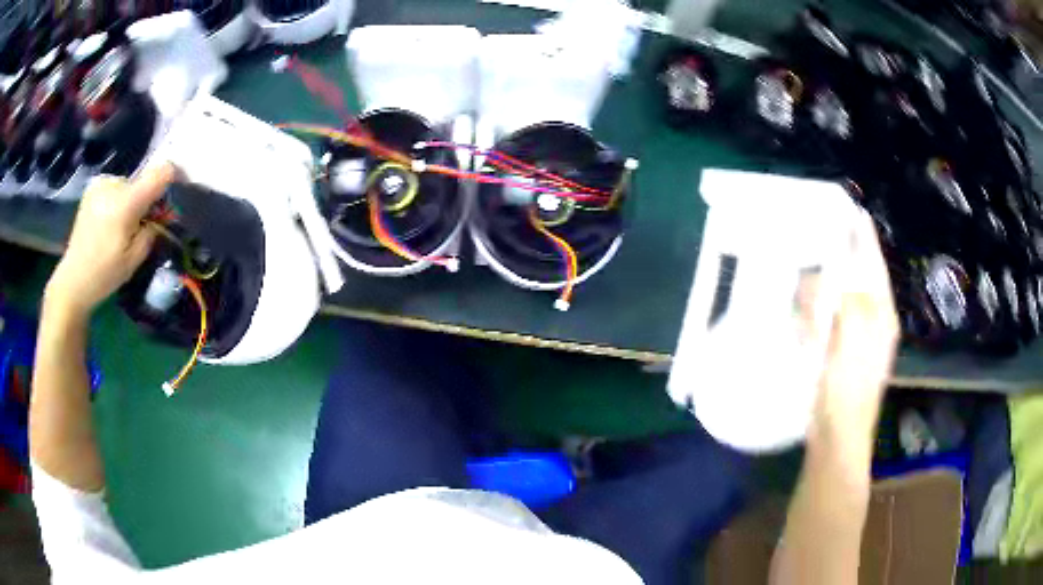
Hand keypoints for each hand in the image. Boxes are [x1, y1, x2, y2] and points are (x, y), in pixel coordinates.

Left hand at [45, 164, 176, 319]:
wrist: (73, 279)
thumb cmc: (104, 274)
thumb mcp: (135, 259)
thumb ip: (152, 229)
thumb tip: (161, 214)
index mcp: (125, 202)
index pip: (160, 172)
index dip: (174, 176)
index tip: (180, 186)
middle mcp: (113, 185)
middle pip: (142, 182)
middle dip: (146, 200)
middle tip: (140, 226)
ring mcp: (101, 185)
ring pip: (128, 186)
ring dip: (131, 201)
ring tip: (120, 227)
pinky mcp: (93, 189)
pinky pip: (115, 188)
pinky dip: (118, 201)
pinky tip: (108, 222)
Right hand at [812, 213, 899, 464]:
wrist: (837, 439)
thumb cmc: (848, 391)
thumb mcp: (851, 341)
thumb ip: (843, 301)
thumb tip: (823, 272)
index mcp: (881, 313)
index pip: (873, 262)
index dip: (862, 235)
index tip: (849, 207)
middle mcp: (872, 320)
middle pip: (858, 275)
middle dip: (843, 253)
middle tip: (822, 230)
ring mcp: (855, 338)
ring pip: (841, 296)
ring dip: (827, 280)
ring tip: (810, 262)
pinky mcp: (837, 353)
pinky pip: (827, 319)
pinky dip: (817, 308)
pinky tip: (805, 305)